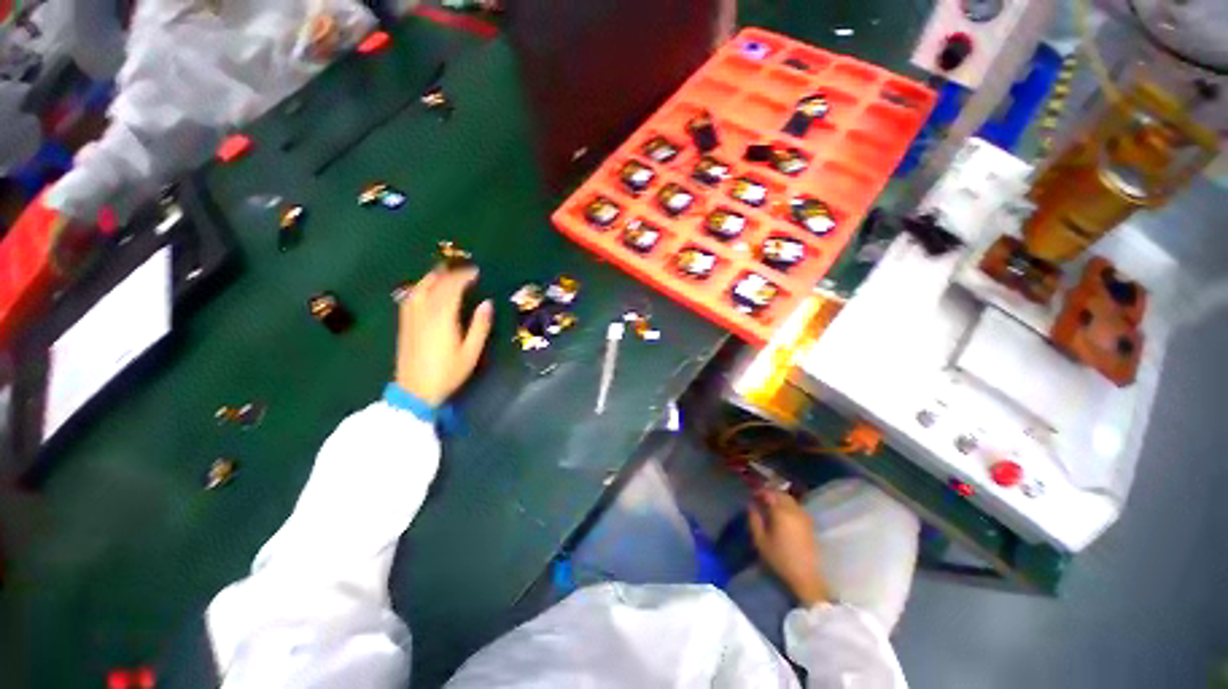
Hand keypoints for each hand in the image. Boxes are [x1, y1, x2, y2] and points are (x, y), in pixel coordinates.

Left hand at [394, 266, 493, 406]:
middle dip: (449, 273)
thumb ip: (480, 326)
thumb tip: (487, 303)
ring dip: (432, 277)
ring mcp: (411, 317)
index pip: (452, 288)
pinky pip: (410, 298)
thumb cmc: (448, 373)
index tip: (476, 272)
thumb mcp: (471, 352)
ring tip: (444, 272)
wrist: (415, 390)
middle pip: (435, 284)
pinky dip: (419, 288)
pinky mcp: (405, 324)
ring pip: (419, 288)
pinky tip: (423, 289)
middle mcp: (425, 312)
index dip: (464, 277)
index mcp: (443, 317)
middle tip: (463, 270)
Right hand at [749, 489, 829, 606]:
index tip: (752, 495)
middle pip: (780, 494)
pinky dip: (787, 505)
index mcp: (781, 512)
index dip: (759, 492)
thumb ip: (754, 520)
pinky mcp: (809, 523)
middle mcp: (794, 510)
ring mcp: (804, 516)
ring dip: (779, 498)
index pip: (769, 493)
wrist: (806, 576)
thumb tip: (751, 506)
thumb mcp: (760, 540)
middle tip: (760, 498)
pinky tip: (782, 513)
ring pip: (789, 499)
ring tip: (770, 505)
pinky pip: (796, 506)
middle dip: (769, 493)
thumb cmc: (780, 558)